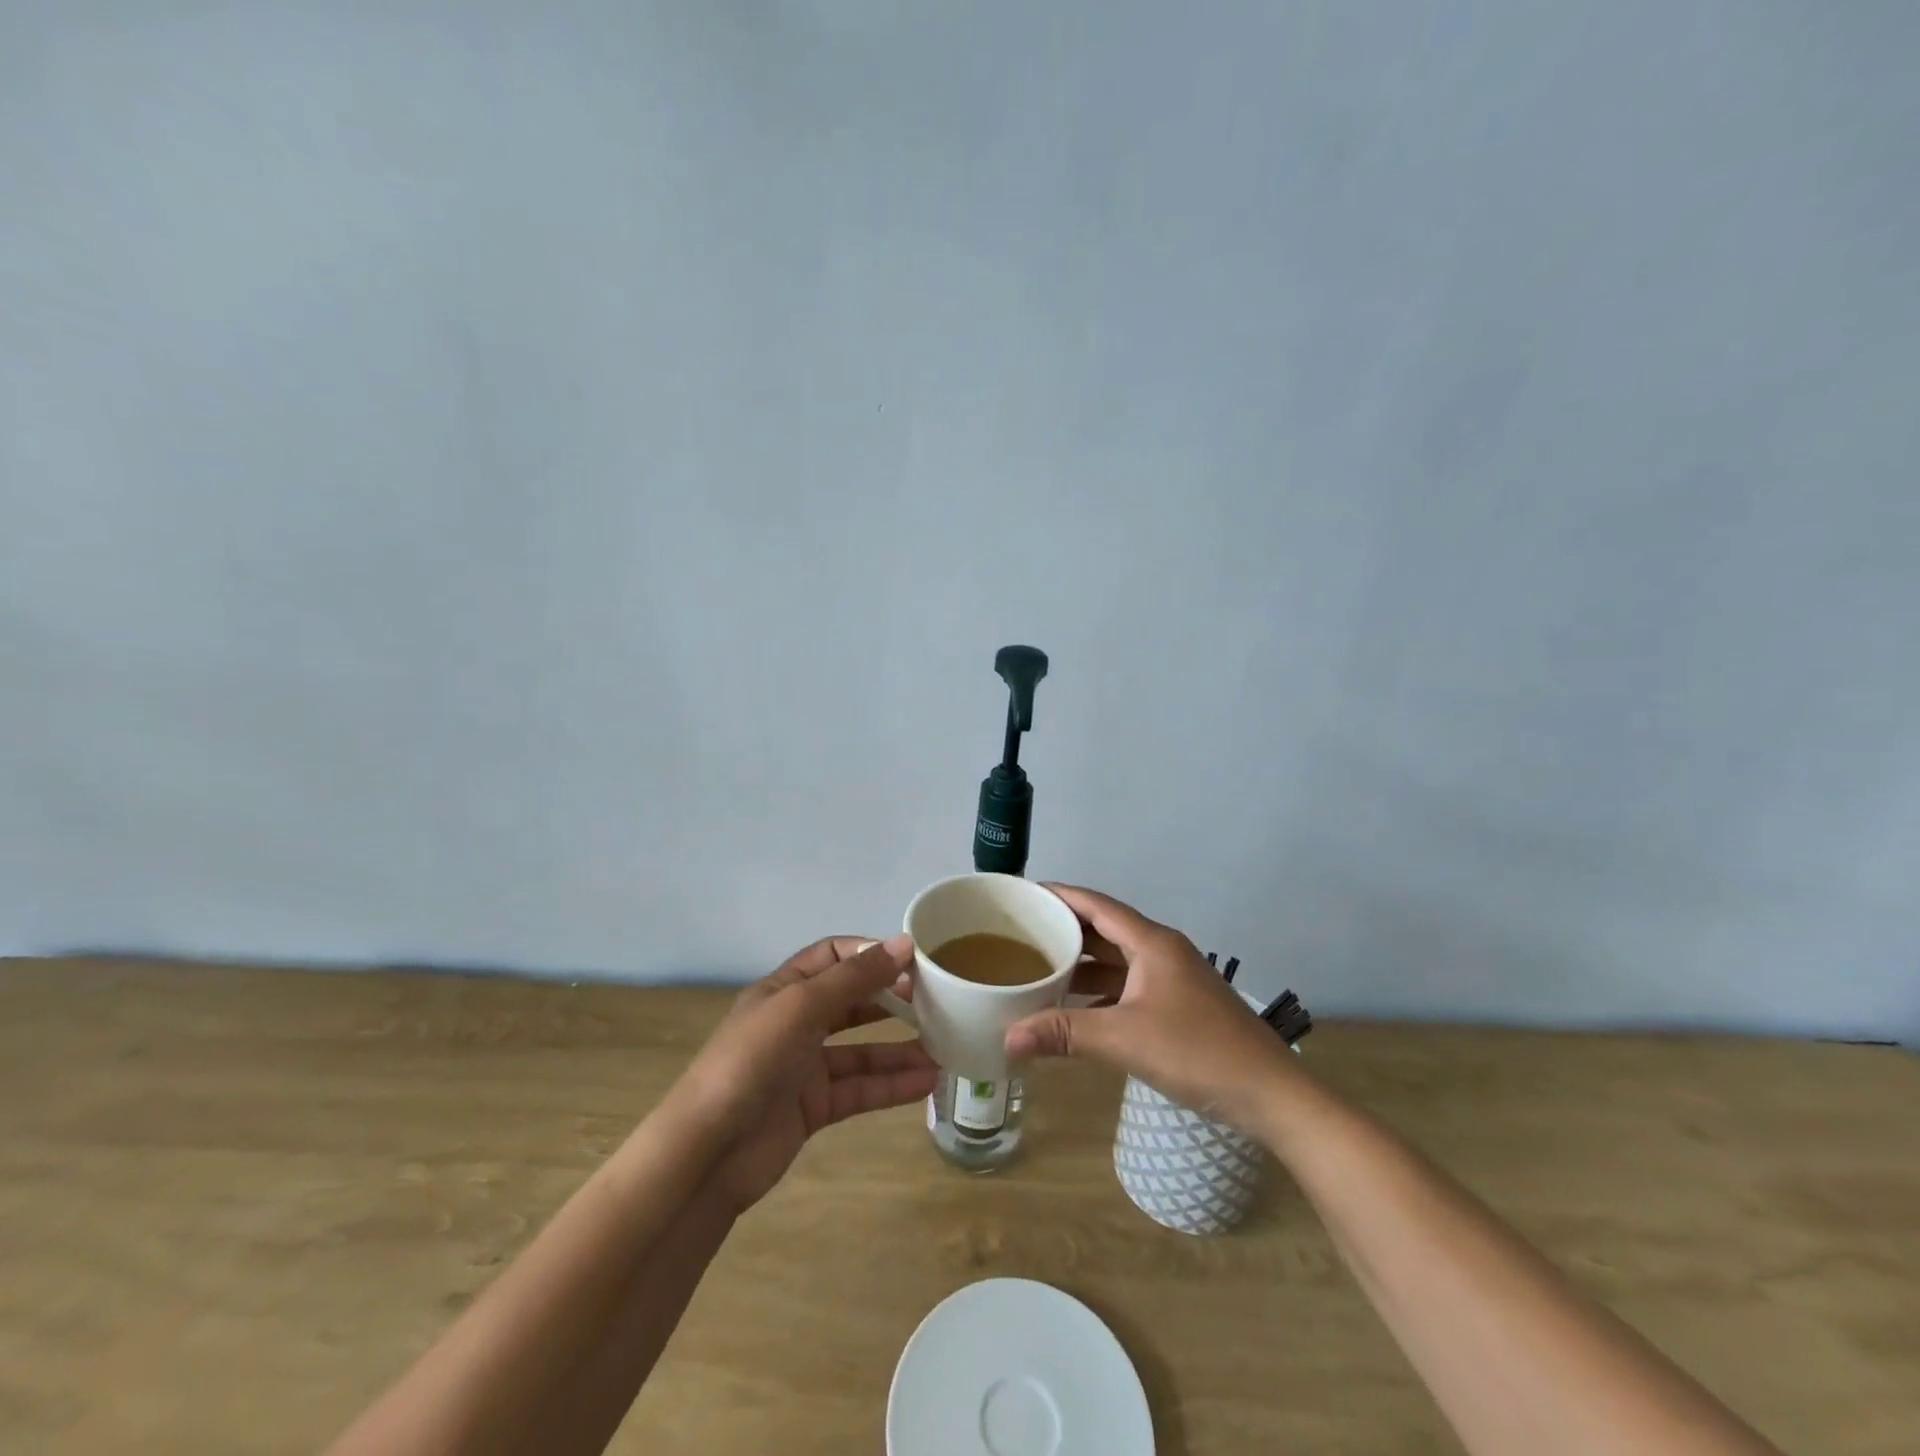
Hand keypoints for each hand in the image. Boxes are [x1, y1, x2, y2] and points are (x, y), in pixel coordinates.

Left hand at [670, 934, 938, 1214]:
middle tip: (937, 1001)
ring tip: (945, 1046)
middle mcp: (795, 1023)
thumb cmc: (752, 1061)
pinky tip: (927, 1081)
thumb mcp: (802, 1006)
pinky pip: (860, 1088)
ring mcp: (804, 1067)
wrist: (708, 1153)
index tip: (913, 960)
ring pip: (862, 1050)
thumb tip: (904, 943)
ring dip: (900, 1047)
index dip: (870, 953)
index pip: (833, 955)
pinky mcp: (813, 1108)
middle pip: (852, 1001)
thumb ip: (855, 978)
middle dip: (892, 998)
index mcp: (784, 989)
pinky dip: (892, 1084)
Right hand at [1005, 885, 1293, 1132]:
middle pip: (1105, 928)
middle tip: (1021, 934)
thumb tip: (1007, 1037)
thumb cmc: (1197, 1052)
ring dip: (1082, 962)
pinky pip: (1129, 983)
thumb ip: (1064, 1033)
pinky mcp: (1179, 1004)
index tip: (1023, 894)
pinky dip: (1100, 988)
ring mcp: (1173, 977)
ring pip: (1118, 958)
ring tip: (1039, 968)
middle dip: (1065, 929)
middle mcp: (1162, 950)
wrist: (1271, 1095)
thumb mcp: (1123, 1039)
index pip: (1096, 904)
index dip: (1059, 895)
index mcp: (1152, 942)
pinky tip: (1076, 1005)